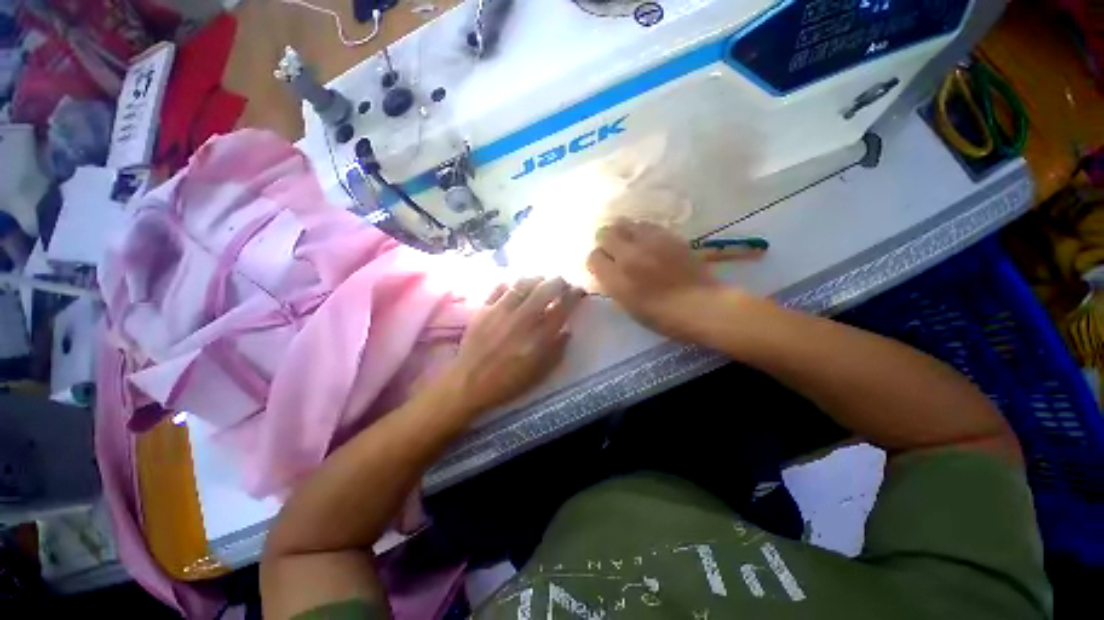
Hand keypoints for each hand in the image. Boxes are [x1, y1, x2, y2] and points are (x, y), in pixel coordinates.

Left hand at [441, 277, 585, 416]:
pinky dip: (512, 284)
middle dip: (559, 281)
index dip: (575, 295)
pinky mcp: (484, 308)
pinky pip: (500, 287)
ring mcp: (502, 310)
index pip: (563, 306)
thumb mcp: (540, 373)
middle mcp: (523, 318)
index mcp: (539, 335)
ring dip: (537, 278)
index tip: (579, 291)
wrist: (469, 383)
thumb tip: (567, 330)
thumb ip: (557, 350)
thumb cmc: (508, 382)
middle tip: (563, 283)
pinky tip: (516, 287)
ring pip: (523, 283)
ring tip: (541, 281)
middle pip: (546, 288)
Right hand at [587, 219, 726, 339]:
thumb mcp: (628, 307)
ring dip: (623, 233)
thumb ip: (613, 285)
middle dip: (605, 242)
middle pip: (605, 233)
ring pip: (624, 223)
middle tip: (614, 252)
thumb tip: (607, 271)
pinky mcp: (667, 235)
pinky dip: (641, 231)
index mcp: (617, 278)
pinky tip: (648, 242)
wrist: (702, 305)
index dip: (596, 262)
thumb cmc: (662, 316)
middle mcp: (629, 255)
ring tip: (630, 244)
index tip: (604, 268)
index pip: (594, 257)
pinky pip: (645, 225)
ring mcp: (649, 242)